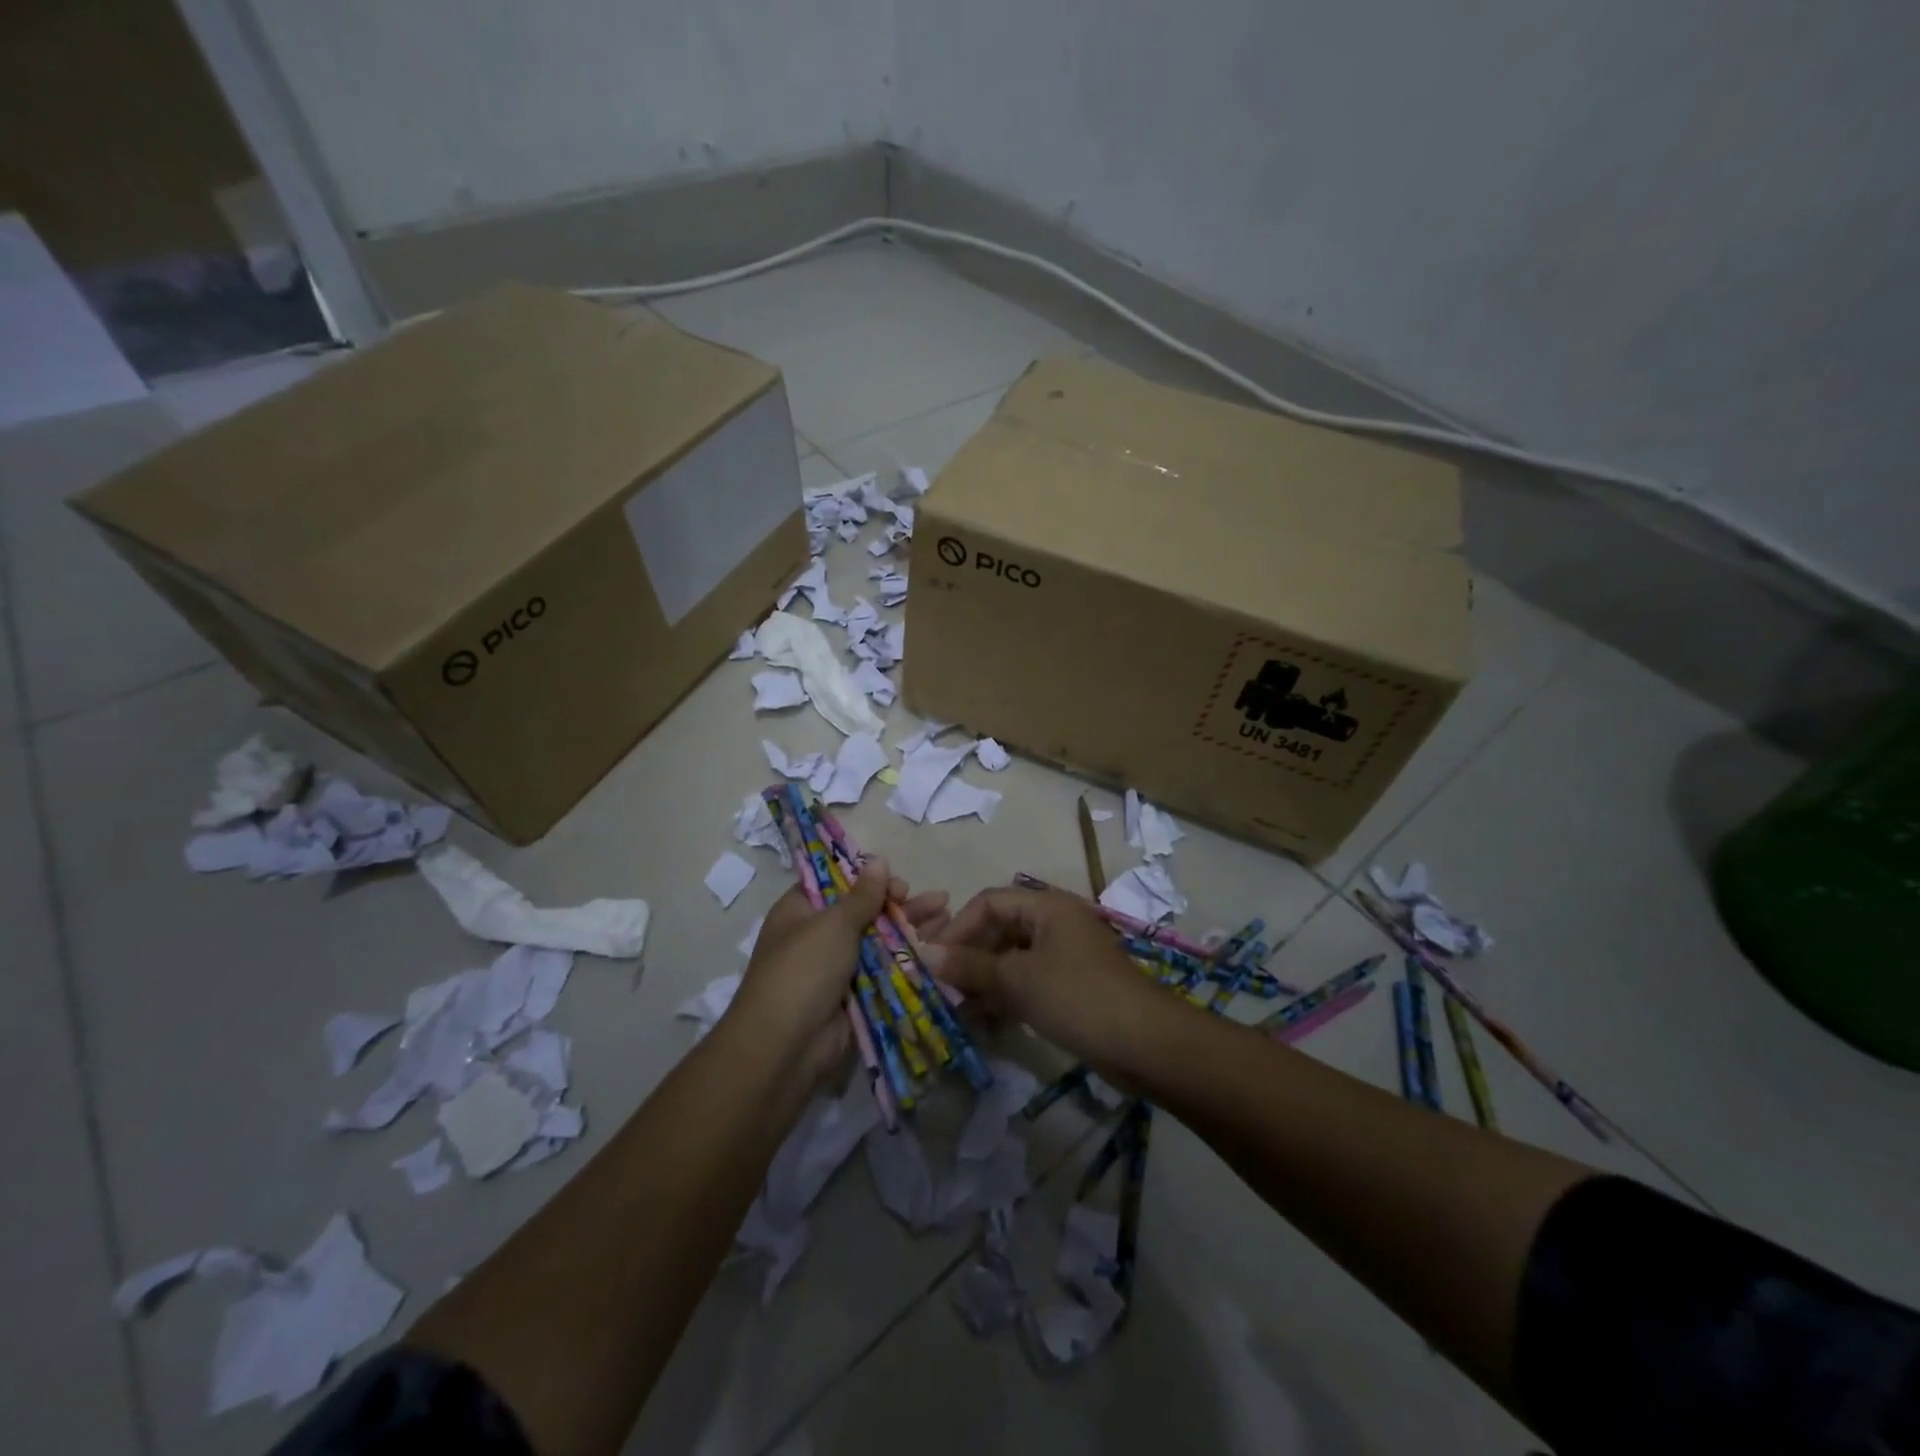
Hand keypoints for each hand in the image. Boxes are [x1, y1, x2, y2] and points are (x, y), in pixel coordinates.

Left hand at [733, 858, 949, 1082]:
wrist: (786, 1047)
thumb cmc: (804, 970)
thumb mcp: (833, 924)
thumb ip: (862, 895)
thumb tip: (878, 860)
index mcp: (799, 911)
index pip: (835, 883)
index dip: (866, 878)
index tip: (895, 880)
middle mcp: (816, 935)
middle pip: (863, 910)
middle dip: (898, 903)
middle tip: (931, 899)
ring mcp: (836, 967)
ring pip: (879, 940)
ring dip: (910, 926)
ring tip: (946, 912)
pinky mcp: (854, 995)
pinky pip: (884, 969)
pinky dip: (908, 957)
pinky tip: (938, 945)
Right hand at [923, 886, 1154, 1064]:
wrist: (1146, 1044)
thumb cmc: (1077, 997)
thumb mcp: (1017, 980)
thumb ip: (970, 966)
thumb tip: (925, 954)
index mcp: (1047, 906)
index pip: (989, 902)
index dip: (957, 927)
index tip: (933, 959)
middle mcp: (1056, 923)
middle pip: (1000, 930)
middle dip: (969, 958)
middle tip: (942, 988)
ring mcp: (1066, 956)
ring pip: (1013, 960)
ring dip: (985, 982)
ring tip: (959, 1011)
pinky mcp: (1073, 987)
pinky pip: (1029, 983)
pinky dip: (1007, 998)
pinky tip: (987, 1023)